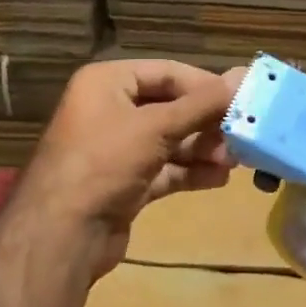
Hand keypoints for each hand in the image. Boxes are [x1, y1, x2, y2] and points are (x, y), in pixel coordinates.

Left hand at [19, 59, 235, 278]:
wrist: (62, 234)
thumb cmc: (104, 162)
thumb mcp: (156, 127)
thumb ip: (202, 104)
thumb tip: (243, 76)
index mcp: (107, 82)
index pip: (167, 72)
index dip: (205, 85)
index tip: (242, 99)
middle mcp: (109, 110)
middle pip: (170, 107)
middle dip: (206, 123)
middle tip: (242, 135)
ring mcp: (116, 149)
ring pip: (170, 141)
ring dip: (202, 149)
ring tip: (234, 161)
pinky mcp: (124, 182)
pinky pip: (164, 169)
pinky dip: (189, 172)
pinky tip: (218, 179)